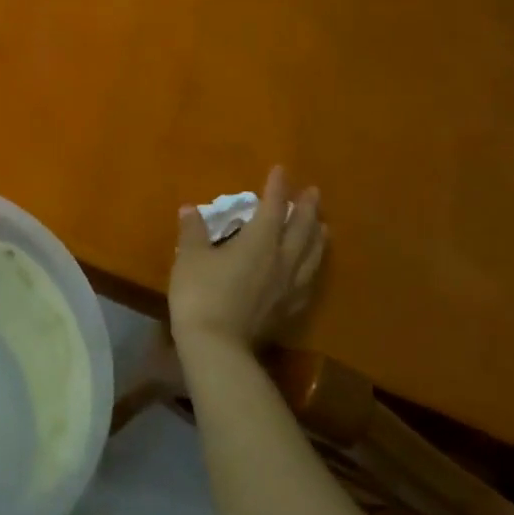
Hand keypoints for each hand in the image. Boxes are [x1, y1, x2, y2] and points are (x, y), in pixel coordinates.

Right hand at [170, 165, 325, 349]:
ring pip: (311, 256)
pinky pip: (309, 281)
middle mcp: (282, 260)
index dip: (277, 187)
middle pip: (302, 230)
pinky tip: (312, 268)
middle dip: (307, 209)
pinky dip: (314, 267)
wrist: (217, 345)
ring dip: (318, 237)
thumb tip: (191, 209)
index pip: (272, 208)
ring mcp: (289, 287)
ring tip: (323, 226)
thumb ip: (193, 231)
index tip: (281, 170)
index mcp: (259, 242)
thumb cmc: (200, 293)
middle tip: (313, 193)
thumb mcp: (190, 256)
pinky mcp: (289, 309)